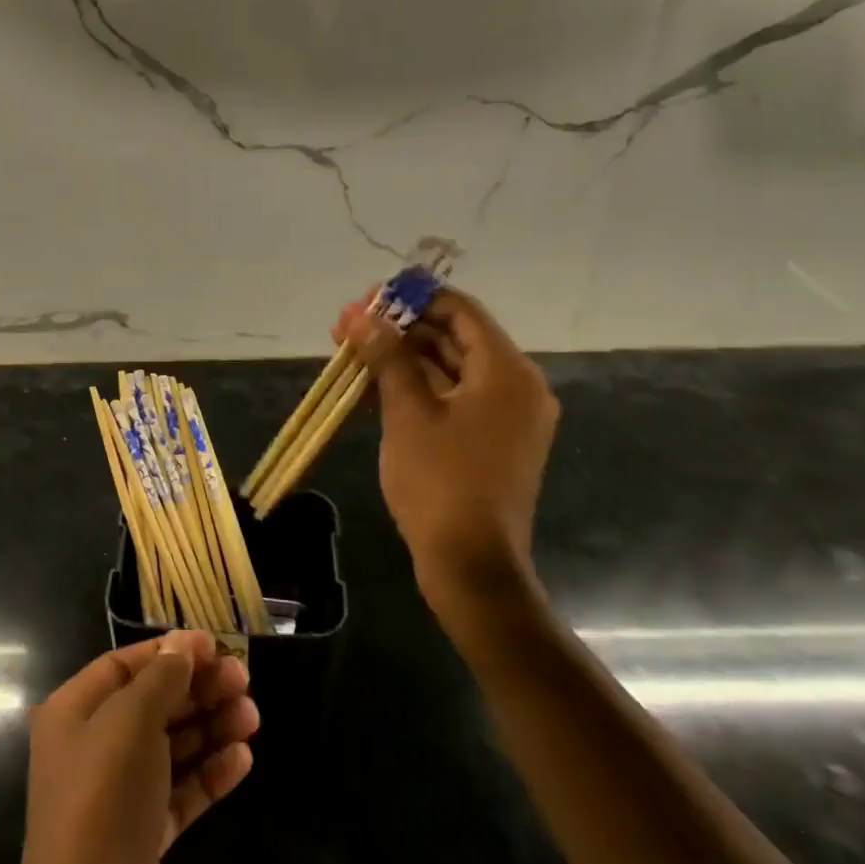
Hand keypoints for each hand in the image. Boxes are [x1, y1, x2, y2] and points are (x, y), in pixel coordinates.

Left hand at [0, 630, 258, 863]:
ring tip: (252, 717)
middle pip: (152, 704)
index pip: (123, 664)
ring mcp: (116, 798)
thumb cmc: (105, 795)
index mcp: (73, 712)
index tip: (213, 644)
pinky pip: (179, 793)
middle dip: (198, 689)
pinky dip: (209, 774)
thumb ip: (162, 675)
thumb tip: (184, 642)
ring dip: (211, 728)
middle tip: (244, 678)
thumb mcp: (132, 718)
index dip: (168, 651)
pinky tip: (242, 760)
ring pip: (170, 749)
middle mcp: (91, 749)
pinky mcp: (141, 841)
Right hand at [335, 286, 558, 600]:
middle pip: (453, 338)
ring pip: (448, 369)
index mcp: (506, 371)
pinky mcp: (491, 440)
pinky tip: (372, 384)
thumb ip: (387, 356)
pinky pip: (453, 398)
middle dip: (399, 329)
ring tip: (351, 350)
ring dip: (402, 358)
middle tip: (349, 325)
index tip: (370, 297)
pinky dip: (416, 388)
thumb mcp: (408, 413)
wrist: (471, 566)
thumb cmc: (441, 481)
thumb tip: (362, 316)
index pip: (460, 310)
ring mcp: (505, 416)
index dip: (413, 298)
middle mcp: (515, 385)